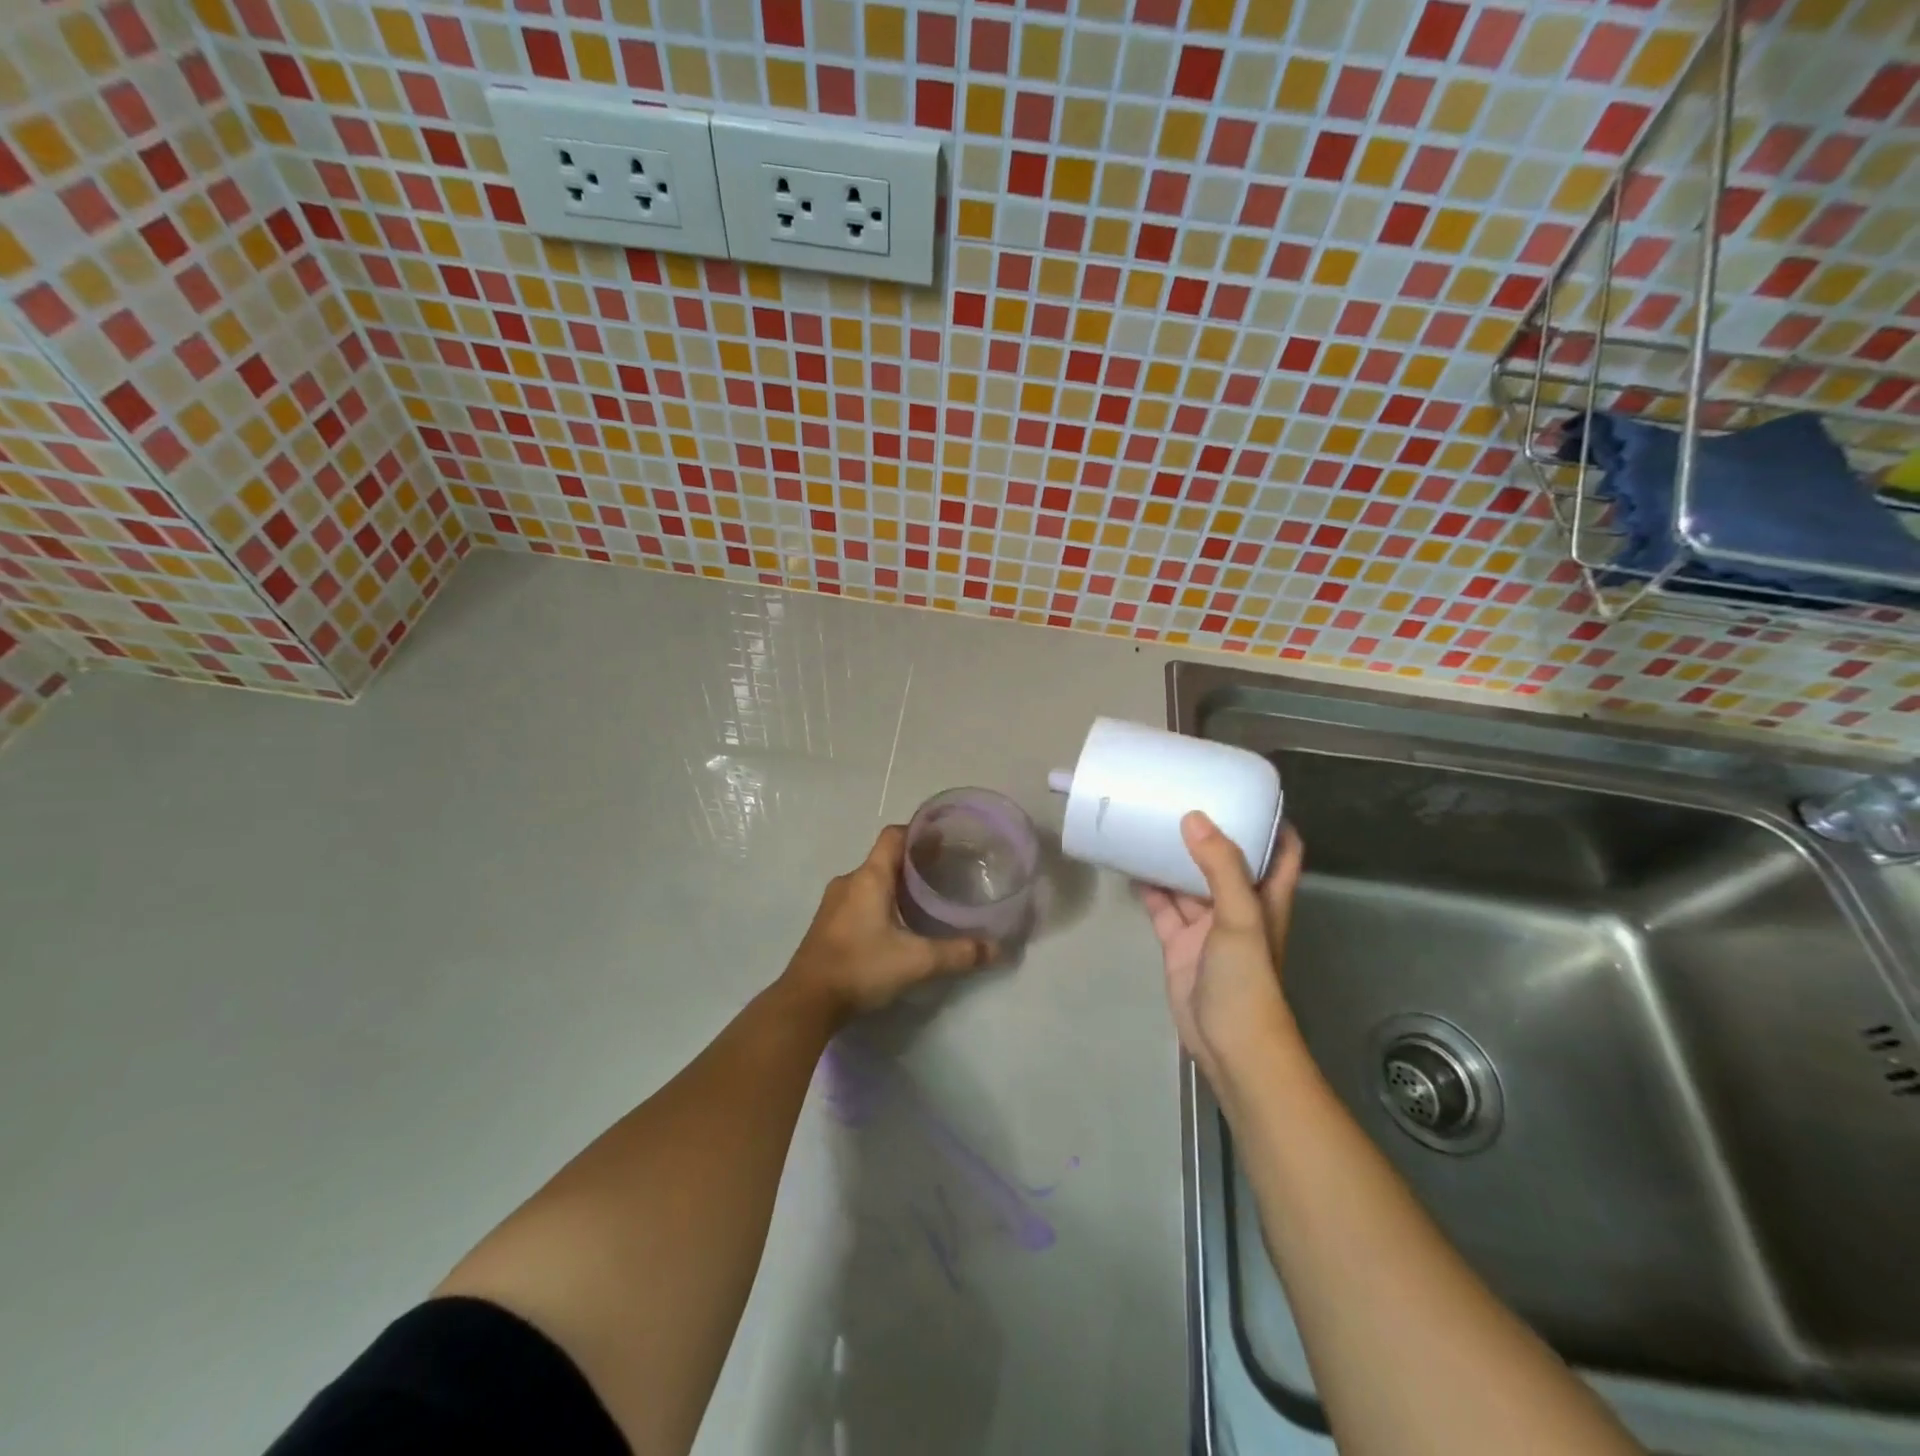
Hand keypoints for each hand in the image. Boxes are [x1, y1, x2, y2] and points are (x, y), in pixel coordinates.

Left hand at [781, 825, 992, 1022]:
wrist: (806, 1002)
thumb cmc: (861, 967)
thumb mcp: (916, 962)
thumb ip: (958, 954)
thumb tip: (997, 950)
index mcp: (869, 877)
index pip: (894, 836)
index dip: (919, 833)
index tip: (945, 840)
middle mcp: (849, 881)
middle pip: (885, 858)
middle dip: (914, 861)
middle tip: (944, 873)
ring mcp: (834, 903)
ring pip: (871, 880)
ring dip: (896, 883)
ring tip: (924, 899)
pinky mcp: (827, 923)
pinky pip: (859, 899)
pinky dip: (880, 901)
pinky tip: (896, 924)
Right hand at [1137, 814, 1304, 1089]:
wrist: (1229, 1043)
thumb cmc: (1247, 979)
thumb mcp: (1240, 917)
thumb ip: (1219, 867)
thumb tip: (1194, 818)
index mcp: (1266, 896)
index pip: (1280, 850)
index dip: (1272, 821)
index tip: (1247, 791)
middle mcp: (1238, 906)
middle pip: (1227, 860)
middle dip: (1209, 832)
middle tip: (1182, 797)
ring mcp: (1207, 926)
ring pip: (1189, 882)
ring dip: (1173, 857)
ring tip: (1149, 823)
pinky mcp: (1179, 943)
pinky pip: (1163, 907)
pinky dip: (1149, 887)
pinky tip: (1130, 865)